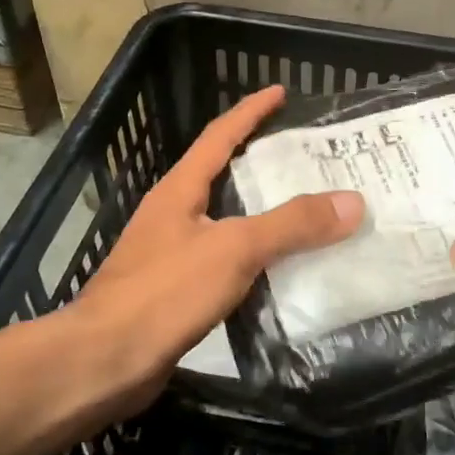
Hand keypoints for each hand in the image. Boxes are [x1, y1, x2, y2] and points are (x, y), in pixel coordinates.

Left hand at [70, 85, 363, 411]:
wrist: (103, 363)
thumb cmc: (164, 292)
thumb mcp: (234, 249)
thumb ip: (292, 224)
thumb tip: (351, 201)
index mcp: (180, 189)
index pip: (220, 135)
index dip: (251, 111)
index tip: (281, 92)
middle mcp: (174, 213)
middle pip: (224, 174)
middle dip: (263, 162)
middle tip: (310, 158)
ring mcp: (171, 252)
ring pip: (227, 219)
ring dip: (263, 212)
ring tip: (307, 211)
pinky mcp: (175, 291)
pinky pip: (225, 260)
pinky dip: (255, 257)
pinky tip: (280, 270)